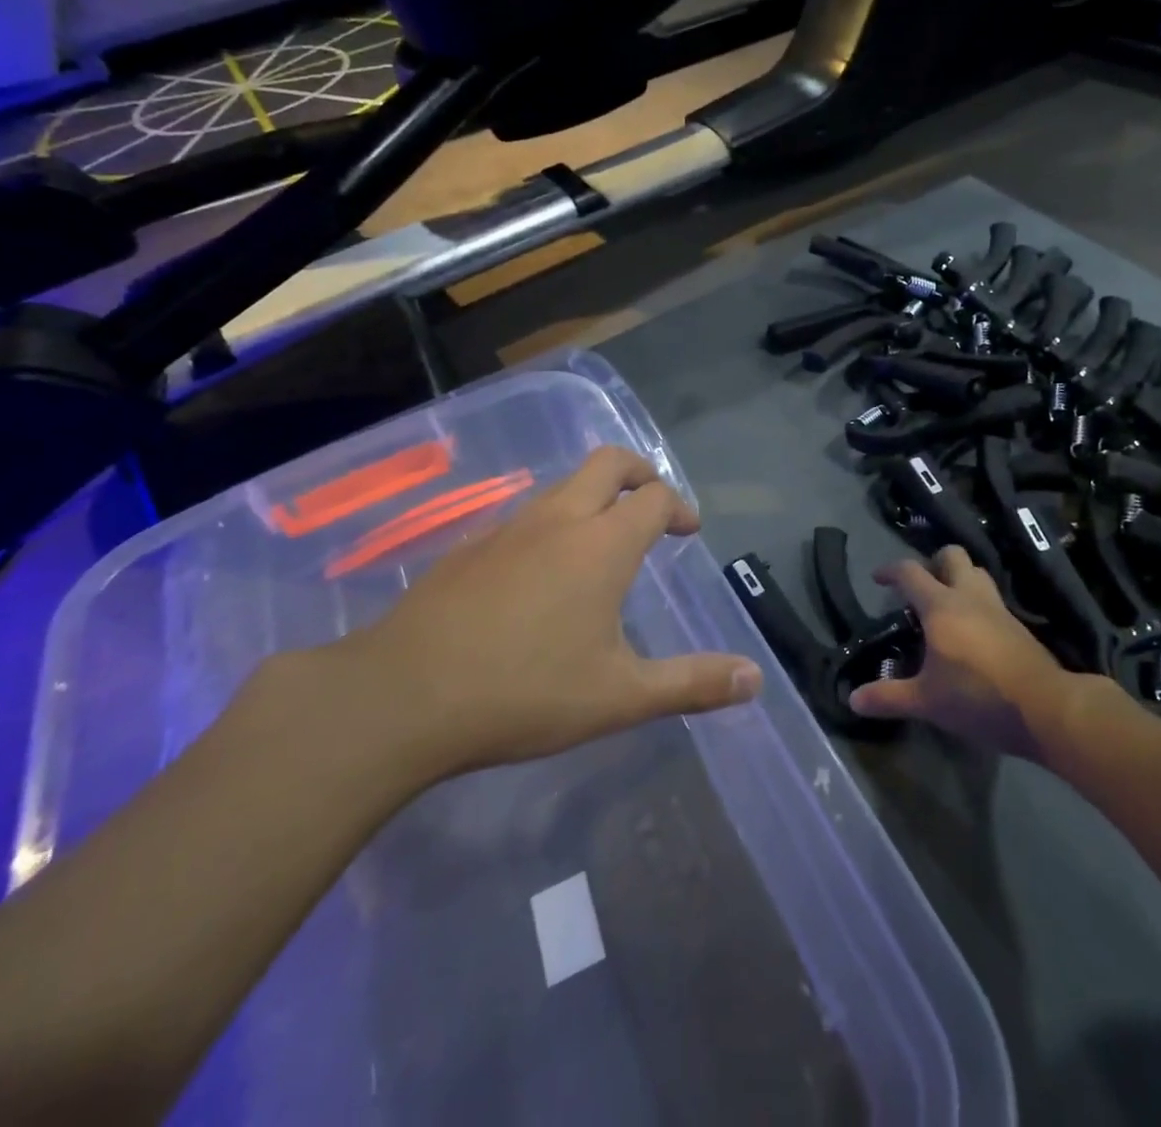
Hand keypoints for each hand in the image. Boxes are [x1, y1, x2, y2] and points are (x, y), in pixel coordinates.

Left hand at [322, 447, 762, 789]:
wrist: (404, 695)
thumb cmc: (526, 692)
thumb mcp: (621, 696)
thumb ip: (692, 683)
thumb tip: (756, 679)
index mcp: (602, 544)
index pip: (655, 497)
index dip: (679, 506)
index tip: (689, 530)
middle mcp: (558, 519)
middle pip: (608, 463)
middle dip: (640, 472)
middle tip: (653, 506)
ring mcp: (508, 528)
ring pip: (563, 486)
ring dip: (593, 497)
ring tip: (603, 543)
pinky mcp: (470, 546)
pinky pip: (525, 515)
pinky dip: (552, 523)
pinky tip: (542, 574)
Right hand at [848, 546, 1126, 761]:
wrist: (1046, 708)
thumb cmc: (978, 696)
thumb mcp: (926, 701)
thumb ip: (888, 696)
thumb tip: (853, 699)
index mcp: (941, 606)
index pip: (910, 572)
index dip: (890, 570)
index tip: (878, 579)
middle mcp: (969, 596)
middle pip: (952, 556)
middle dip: (933, 563)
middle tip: (920, 589)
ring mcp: (998, 608)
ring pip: (977, 573)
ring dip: (959, 579)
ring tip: (945, 606)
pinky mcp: (1018, 626)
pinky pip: (992, 600)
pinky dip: (977, 604)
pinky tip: (971, 632)